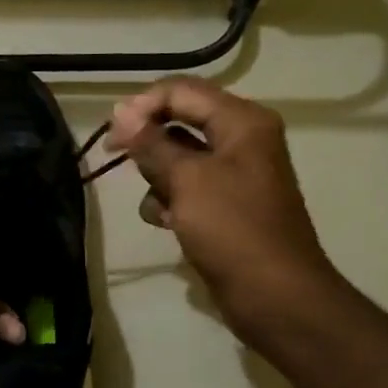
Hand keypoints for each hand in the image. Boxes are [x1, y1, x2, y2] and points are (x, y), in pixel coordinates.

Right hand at [105, 77, 338, 333]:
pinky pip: (185, 187)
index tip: (112, 134)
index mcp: (241, 122)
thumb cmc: (233, 229)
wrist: (275, 296)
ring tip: (159, 202)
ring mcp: (232, 173)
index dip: (141, 106)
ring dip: (157, 176)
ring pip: (176, 156)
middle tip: (115, 157)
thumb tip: (120, 112)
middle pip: (177, 120)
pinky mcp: (224, 204)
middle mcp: (240, 139)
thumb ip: (151, 142)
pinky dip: (170, 200)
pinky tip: (167, 223)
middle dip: (148, 142)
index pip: (180, 91)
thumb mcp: (187, 179)